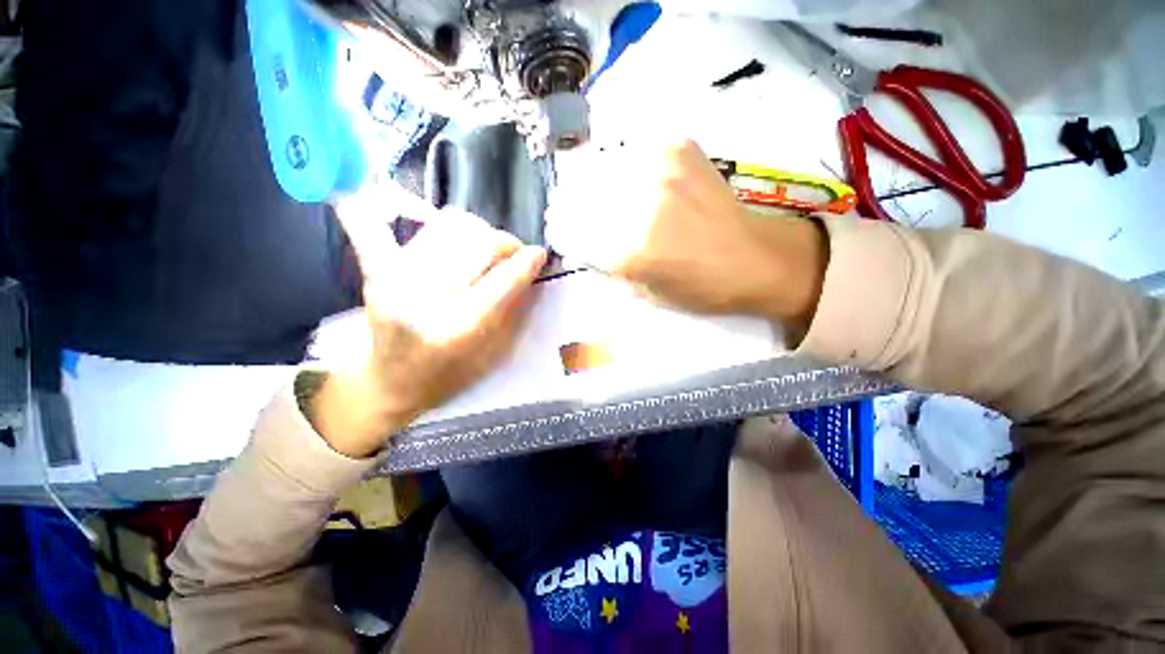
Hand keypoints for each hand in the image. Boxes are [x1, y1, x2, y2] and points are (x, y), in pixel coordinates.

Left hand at [311, 184, 546, 457]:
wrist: (391, 382)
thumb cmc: (450, 375)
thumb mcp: (494, 353)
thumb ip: (514, 307)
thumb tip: (530, 266)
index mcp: (461, 328)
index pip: (504, 279)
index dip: (528, 261)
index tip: (540, 253)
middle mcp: (427, 298)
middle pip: (478, 244)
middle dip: (505, 243)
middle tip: (513, 253)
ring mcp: (396, 279)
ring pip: (448, 226)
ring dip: (476, 230)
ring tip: (483, 245)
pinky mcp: (375, 271)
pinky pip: (373, 223)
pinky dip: (387, 203)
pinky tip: (402, 200)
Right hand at [546, 140, 827, 325]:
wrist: (754, 257)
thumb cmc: (699, 288)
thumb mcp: (644, 294)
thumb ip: (609, 267)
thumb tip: (585, 243)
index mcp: (630, 249)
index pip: (573, 232)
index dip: (566, 233)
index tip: (568, 234)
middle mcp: (639, 202)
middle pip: (581, 194)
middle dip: (575, 206)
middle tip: (583, 213)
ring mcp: (659, 167)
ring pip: (602, 168)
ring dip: (599, 184)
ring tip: (612, 197)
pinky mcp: (678, 146)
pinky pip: (633, 151)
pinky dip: (629, 166)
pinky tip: (640, 181)